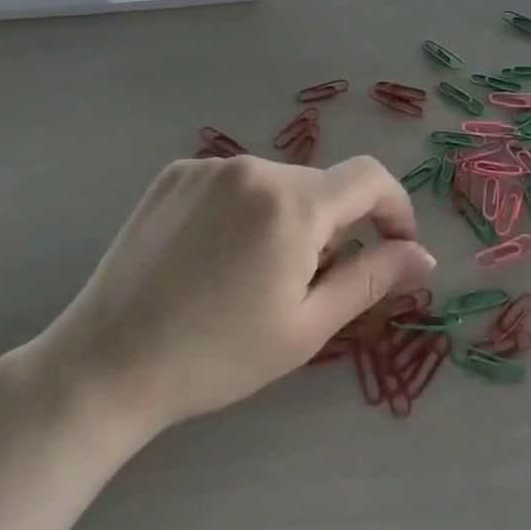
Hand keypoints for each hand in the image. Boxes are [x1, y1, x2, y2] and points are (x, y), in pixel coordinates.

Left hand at [35, 155, 434, 432]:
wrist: (107, 364)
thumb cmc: (217, 357)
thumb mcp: (306, 327)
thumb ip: (372, 279)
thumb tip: (423, 256)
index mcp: (293, 203)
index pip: (370, 178)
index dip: (394, 208)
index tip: (393, 247)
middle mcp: (254, 167)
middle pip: (320, 187)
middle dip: (332, 227)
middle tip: (306, 285)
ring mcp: (209, 166)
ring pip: (277, 184)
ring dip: (286, 218)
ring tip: (252, 276)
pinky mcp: (174, 173)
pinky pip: (233, 183)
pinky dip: (243, 211)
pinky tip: (213, 257)